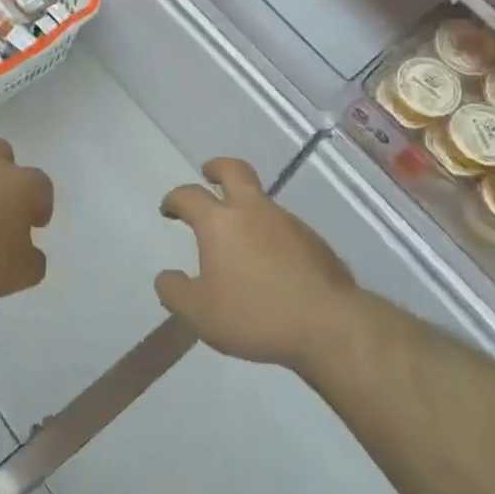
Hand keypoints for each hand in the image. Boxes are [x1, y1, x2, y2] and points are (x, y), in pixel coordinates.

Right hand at [156, 158, 356, 370]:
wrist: (329, 325)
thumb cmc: (255, 315)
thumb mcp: (200, 314)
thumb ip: (175, 292)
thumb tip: (166, 277)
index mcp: (220, 222)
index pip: (189, 195)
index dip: (174, 199)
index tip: (169, 209)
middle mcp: (253, 210)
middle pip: (233, 170)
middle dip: (217, 168)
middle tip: (208, 174)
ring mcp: (287, 221)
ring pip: (261, 199)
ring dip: (245, 206)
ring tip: (238, 238)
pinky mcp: (313, 240)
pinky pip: (283, 226)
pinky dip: (269, 233)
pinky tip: (269, 263)